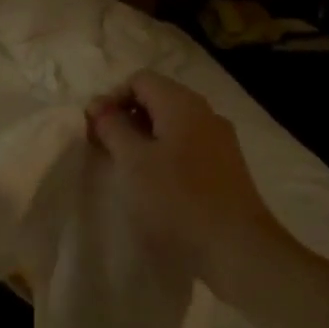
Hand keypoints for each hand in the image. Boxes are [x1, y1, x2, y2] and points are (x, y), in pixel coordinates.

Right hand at [86, 71, 280, 290]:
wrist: (235, 247)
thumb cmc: (175, 200)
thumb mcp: (133, 162)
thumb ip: (113, 128)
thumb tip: (99, 105)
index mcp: (182, 104)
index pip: (140, 79)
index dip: (111, 98)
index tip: (93, 129)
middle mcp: (205, 114)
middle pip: (158, 99)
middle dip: (126, 117)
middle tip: (104, 148)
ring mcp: (220, 141)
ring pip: (173, 125)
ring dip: (144, 139)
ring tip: (126, 168)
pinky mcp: (225, 168)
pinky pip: (187, 146)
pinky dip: (164, 155)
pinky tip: (155, 184)